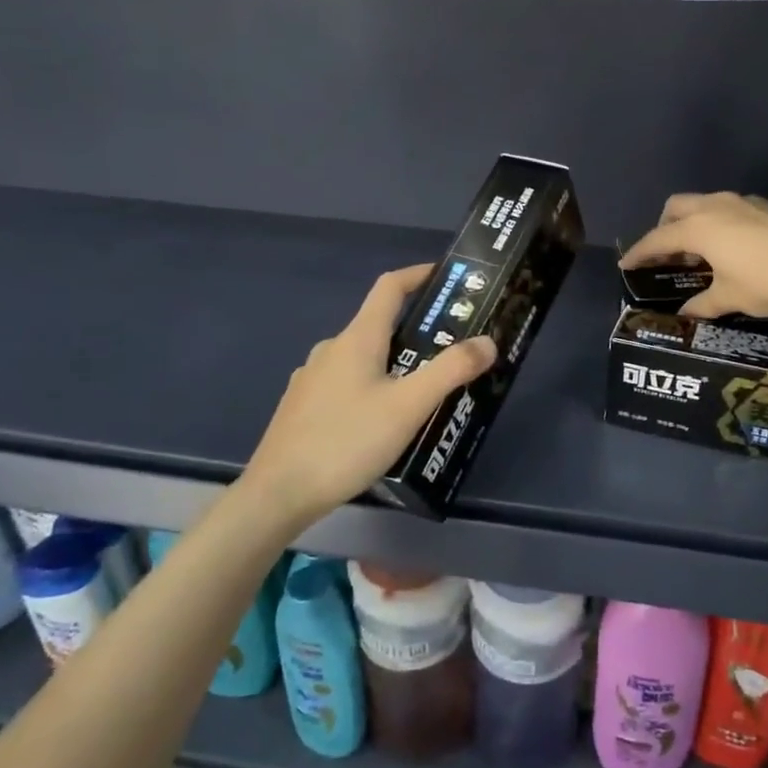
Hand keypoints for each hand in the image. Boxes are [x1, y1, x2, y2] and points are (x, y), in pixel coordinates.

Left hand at [243, 265, 496, 525]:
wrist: (279, 493)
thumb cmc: (347, 441)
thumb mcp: (408, 406)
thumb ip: (451, 371)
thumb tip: (488, 341)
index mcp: (357, 339)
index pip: (389, 287)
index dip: (419, 275)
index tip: (448, 277)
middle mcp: (332, 349)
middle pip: (379, 325)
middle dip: (417, 331)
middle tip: (452, 351)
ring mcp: (312, 378)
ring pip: (363, 358)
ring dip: (396, 363)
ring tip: (425, 392)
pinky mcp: (304, 406)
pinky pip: (347, 384)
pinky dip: (373, 387)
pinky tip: (384, 421)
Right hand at [620, 192, 767, 318]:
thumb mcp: (731, 298)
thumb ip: (703, 304)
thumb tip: (685, 314)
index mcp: (700, 228)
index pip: (658, 238)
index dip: (640, 253)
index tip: (626, 265)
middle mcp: (716, 206)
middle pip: (677, 207)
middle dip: (664, 227)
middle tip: (665, 254)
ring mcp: (744, 202)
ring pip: (705, 204)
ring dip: (694, 224)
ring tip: (699, 252)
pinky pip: (730, 209)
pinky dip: (720, 224)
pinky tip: (733, 247)